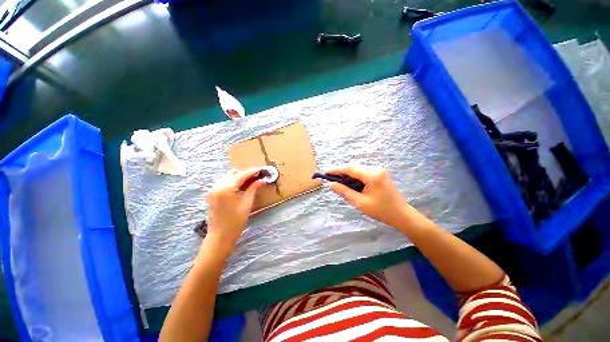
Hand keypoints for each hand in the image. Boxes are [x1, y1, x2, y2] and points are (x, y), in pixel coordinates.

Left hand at [205, 168, 264, 249]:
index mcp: (226, 188)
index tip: (262, 169)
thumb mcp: (247, 204)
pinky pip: (223, 182)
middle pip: (233, 173)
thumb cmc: (235, 222)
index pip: (242, 175)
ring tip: (250, 182)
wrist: (220, 237)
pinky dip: (232, 182)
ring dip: (239, 177)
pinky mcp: (212, 194)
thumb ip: (253, 189)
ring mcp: (213, 190)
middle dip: (245, 173)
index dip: (253, 171)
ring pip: (227, 177)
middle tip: (257, 178)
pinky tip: (240, 188)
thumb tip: (262, 180)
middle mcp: (217, 186)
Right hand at [328, 165, 412, 227]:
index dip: (336, 170)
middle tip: (331, 179)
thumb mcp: (360, 203)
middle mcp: (376, 169)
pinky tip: (350, 184)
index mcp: (372, 175)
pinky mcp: (380, 175)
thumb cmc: (382, 211)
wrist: (402, 215)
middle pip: (354, 167)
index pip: (350, 169)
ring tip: (339, 183)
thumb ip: (345, 192)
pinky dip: (355, 177)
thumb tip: (332, 185)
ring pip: (358, 170)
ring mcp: (379, 171)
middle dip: (341, 172)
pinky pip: (363, 173)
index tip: (326, 172)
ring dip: (348, 175)